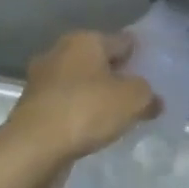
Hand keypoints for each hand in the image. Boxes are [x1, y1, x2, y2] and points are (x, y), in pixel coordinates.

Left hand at [1, 30, 159, 167]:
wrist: (34, 147)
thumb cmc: (86, 110)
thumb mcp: (133, 99)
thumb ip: (147, 94)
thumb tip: (152, 100)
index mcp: (83, 40)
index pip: (122, 41)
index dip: (141, 56)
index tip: (155, 75)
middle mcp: (59, 52)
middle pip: (99, 61)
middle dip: (117, 76)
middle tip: (138, 98)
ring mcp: (42, 80)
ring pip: (80, 84)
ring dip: (96, 97)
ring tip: (118, 117)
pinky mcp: (33, 107)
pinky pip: (66, 105)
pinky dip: (79, 114)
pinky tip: (92, 130)